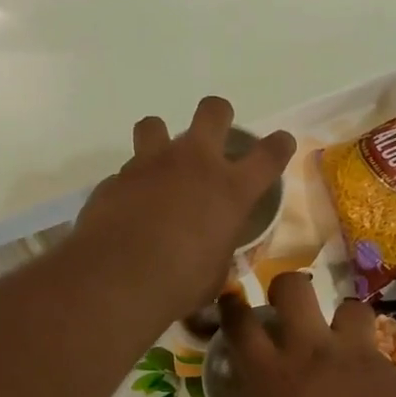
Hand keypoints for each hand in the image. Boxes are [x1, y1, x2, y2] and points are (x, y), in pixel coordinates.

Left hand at [74, 96, 294, 319]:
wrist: (118, 281)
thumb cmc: (179, 285)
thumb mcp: (214, 274)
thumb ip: (218, 250)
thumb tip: (211, 250)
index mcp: (231, 190)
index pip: (269, 154)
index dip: (278, 146)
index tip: (280, 144)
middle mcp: (193, 164)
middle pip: (213, 111)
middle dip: (218, 117)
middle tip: (213, 138)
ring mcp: (150, 165)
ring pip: (155, 125)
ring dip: (160, 140)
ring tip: (158, 167)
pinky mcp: (115, 179)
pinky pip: (126, 172)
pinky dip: (131, 186)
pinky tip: (128, 210)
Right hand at [223, 273, 395, 396]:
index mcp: (272, 379)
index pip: (241, 325)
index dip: (232, 306)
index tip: (231, 300)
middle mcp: (312, 354)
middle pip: (294, 288)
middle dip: (285, 289)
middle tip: (286, 310)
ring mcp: (357, 357)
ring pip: (349, 306)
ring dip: (340, 319)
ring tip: (340, 343)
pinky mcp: (393, 370)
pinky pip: (377, 350)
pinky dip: (367, 362)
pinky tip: (369, 389)